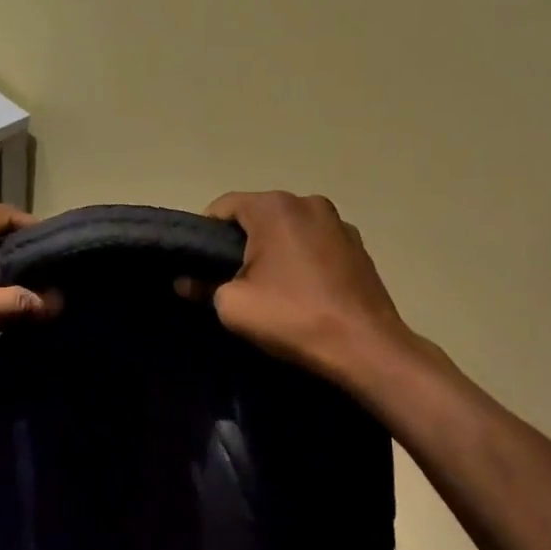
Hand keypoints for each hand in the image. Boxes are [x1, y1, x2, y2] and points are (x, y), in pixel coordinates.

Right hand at [200, 191, 442, 396]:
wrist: (366, 347)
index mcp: (275, 207)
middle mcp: (308, 202)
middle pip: (258, 214)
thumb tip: (185, 281)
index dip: (205, 235)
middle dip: (241, 242)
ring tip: (269, 287)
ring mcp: (338, 222)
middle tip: (231, 280)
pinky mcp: (358, 245)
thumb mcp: (233, 306)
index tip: (200, 266)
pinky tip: (301, 290)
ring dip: (273, 250)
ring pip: (288, 228)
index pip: (223, 207)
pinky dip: (301, 258)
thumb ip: (202, 286)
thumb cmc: (292, 318)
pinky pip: (314, 243)